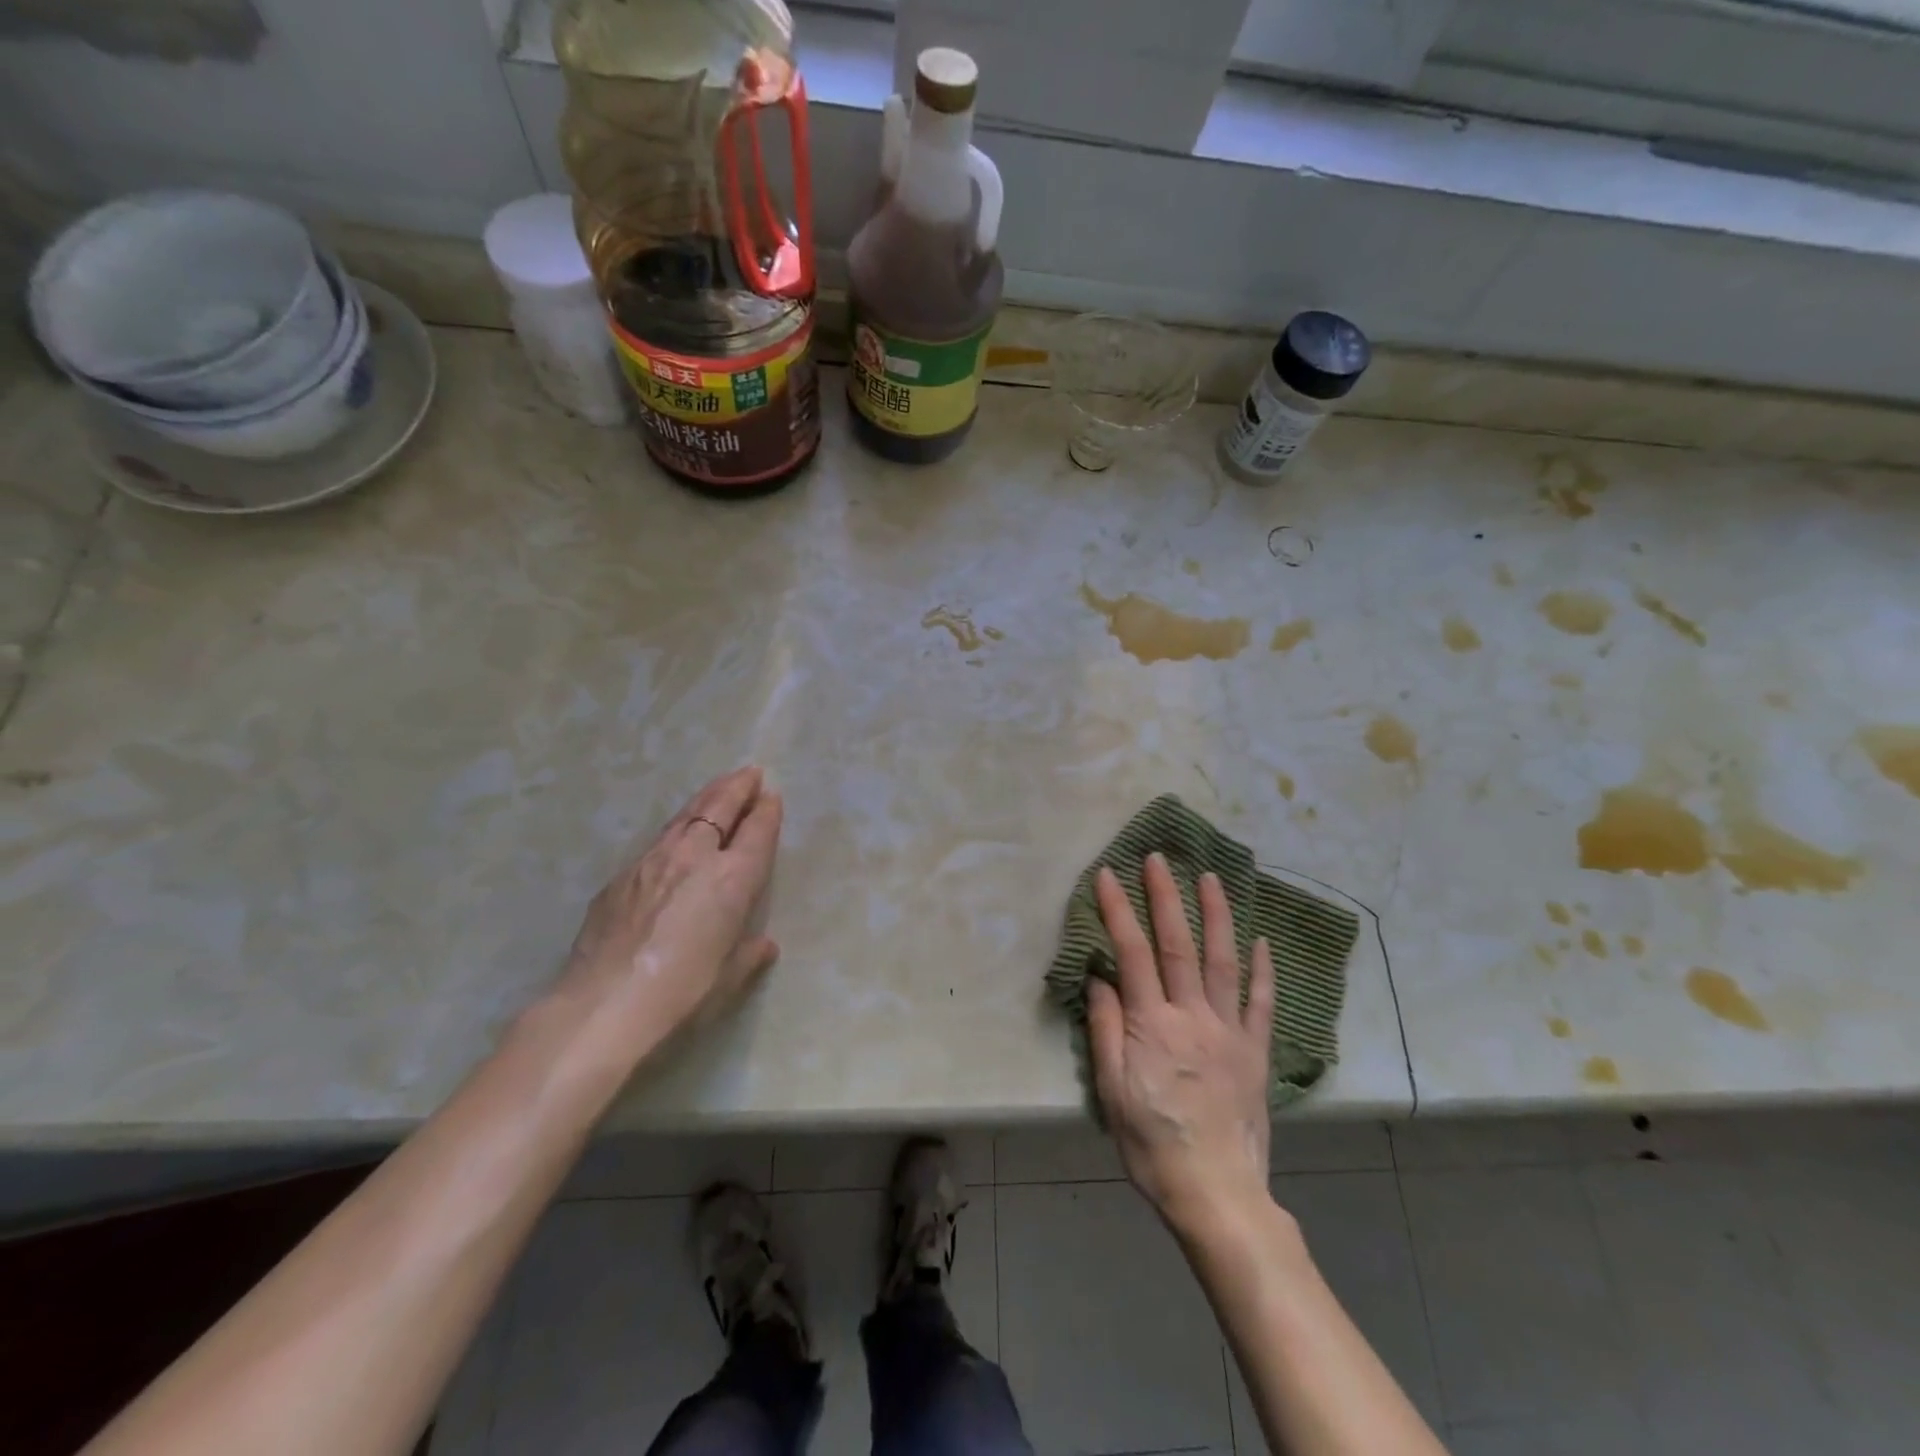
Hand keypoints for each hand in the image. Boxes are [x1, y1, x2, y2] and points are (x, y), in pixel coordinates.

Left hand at [553, 766, 783, 1059]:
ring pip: (685, 816)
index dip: (767, 810)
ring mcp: (653, 862)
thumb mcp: (728, 978)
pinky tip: (675, 838)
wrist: (603, 1007)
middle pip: (719, 807)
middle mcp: (694, 858)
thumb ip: (749, 954)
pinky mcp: (622, 876)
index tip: (773, 795)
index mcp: (732, 879)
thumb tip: (763, 945)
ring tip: (718, 788)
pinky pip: (657, 841)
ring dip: (706, 798)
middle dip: (737, 787)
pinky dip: (676, 830)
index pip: (756, 831)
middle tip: (750, 773)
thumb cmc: (682, 995)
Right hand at [1088, 855, 1275, 1237]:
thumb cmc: (1152, 1144)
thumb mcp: (1111, 1091)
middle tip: (1158, 857)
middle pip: (1177, 945)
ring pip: (1223, 961)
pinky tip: (1261, 940)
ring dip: (1216, 916)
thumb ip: (1106, 1029)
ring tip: (1211, 877)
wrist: (1217, 1194)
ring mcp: (1229, 1031)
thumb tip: (1099, 977)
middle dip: (1165, 896)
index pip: (1132, 953)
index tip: (1108, 875)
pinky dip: (1262, 970)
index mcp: (1151, 1025)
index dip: (1118, 910)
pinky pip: (1261, 1003)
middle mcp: (1192, 1016)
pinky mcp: (1255, 1051)